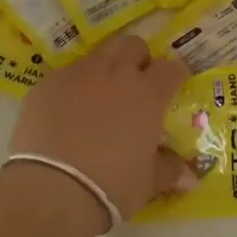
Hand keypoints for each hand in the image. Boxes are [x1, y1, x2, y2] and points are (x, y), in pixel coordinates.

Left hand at [8, 35, 195, 225]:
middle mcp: (115, 74)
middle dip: (137, 59)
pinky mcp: (47, 83)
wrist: (52, 190)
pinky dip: (71, 87)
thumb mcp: (147, 183)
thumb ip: (168, 171)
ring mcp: (78, 74)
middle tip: (135, 83)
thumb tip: (189, 178)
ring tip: (97, 98)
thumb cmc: (112, 186)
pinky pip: (65, 75)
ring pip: (97, 56)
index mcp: (147, 94)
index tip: (174, 83)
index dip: (174, 74)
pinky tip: (64, 112)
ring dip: (103, 70)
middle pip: (133, 45)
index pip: (170, 68)